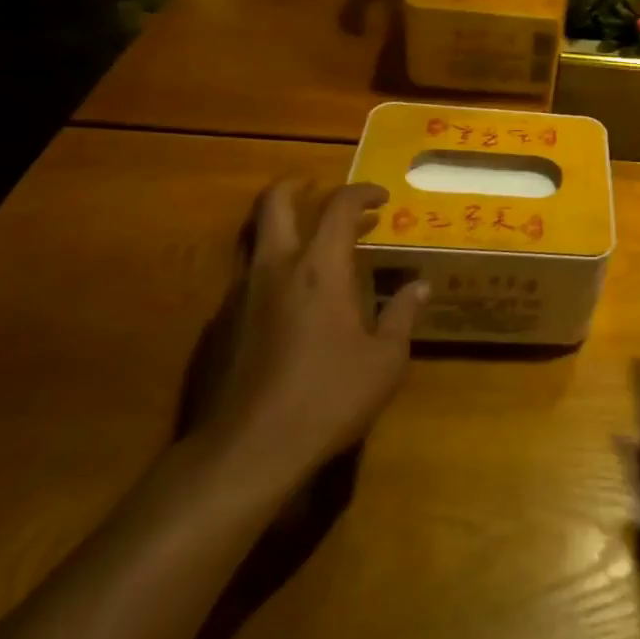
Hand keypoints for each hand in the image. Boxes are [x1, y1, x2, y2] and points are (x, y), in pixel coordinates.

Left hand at [192, 181, 425, 494]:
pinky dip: (271, 270)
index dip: (362, 192)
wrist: (245, 453)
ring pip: (256, 237)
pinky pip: (247, 278)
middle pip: (276, 202)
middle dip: (298, 185)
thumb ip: (402, 315)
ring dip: (283, 227)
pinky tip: (290, 302)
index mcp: (320, 267)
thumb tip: (420, 286)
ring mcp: (241, 295)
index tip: (382, 198)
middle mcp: (276, 268)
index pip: (340, 206)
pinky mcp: (220, 326)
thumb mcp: (385, 361)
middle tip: (320, 188)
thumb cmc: (327, 397)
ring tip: (312, 244)